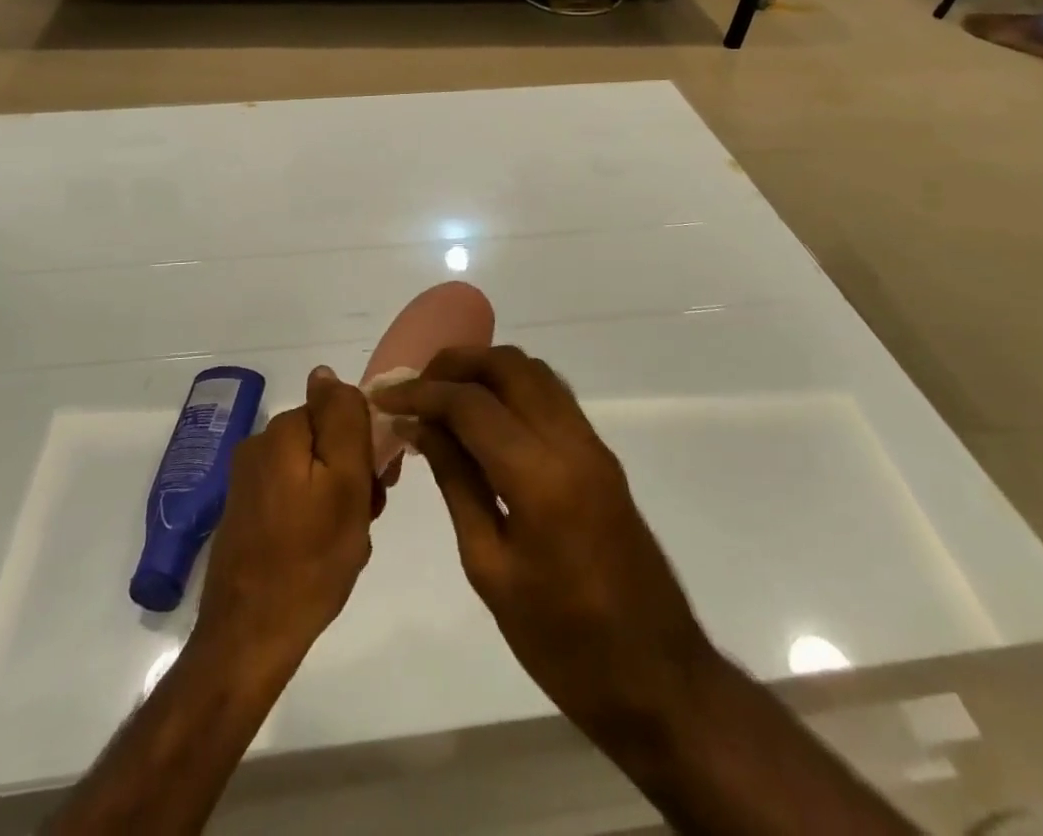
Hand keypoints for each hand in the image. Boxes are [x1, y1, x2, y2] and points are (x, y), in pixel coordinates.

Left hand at [192, 367, 379, 674]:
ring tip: (347, 541)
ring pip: (314, 471)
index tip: (378, 484)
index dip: (365, 445)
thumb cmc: (309, 559)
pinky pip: (296, 496)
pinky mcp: (245, 512)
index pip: (339, 412)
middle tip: (365, 517)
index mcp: (281, 432)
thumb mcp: (345, 482)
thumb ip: (342, 419)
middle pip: (326, 441)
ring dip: (339, 497)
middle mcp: (259, 446)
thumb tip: (326, 373)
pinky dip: (316, 515)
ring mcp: (248, 482)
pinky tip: (323, 552)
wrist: (249, 638)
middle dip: (353, 473)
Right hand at [370, 346, 711, 745]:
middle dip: (456, 364)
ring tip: (444, 395)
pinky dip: (513, 387)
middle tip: (416, 388)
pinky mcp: (601, 454)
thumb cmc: (561, 642)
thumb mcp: (489, 569)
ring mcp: (592, 444)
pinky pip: (552, 395)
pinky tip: (485, 417)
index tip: (385, 398)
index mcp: (539, 477)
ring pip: (534, 371)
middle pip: (508, 365)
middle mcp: (570, 442)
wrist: (657, 679)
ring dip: (486, 369)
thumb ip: (456, 483)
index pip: (471, 404)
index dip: (422, 393)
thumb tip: (421, 428)